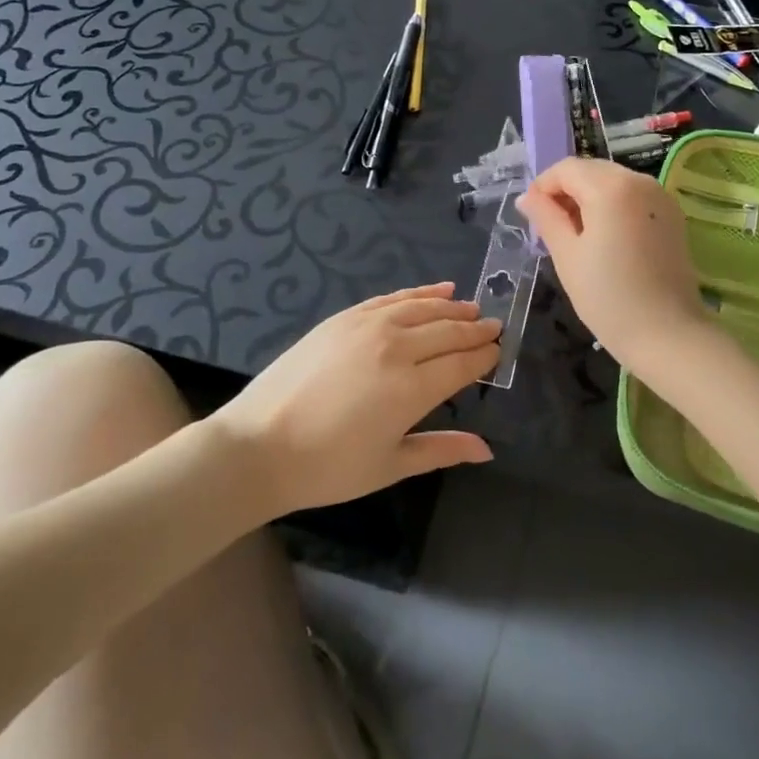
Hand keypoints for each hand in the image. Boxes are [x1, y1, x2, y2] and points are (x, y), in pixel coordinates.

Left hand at [212, 283, 498, 514]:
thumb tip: (487, 449)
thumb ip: (441, 450)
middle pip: (448, 331)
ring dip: (453, 308)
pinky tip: (437, 291)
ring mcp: (369, 326)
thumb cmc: (327, 467)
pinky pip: (393, 298)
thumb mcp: (390, 465)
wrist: (259, 445)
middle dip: (476, 329)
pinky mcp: (346, 317)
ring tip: (472, 308)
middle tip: (495, 326)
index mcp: (412, 389)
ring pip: (424, 308)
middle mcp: (397, 348)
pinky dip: (419, 293)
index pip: (462, 363)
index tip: (500, 349)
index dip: (485, 356)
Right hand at [515, 158, 710, 367]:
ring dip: (590, 197)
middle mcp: (638, 180)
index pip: (566, 169)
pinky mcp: (672, 214)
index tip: (533, 216)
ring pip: (613, 181)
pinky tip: (607, 238)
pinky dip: (614, 206)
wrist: (667, 334)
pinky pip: (633, 196)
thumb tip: (527, 197)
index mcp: (610, 186)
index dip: (543, 186)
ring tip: (578, 235)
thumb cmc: (608, 297)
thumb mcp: (567, 255)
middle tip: (552, 227)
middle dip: (567, 191)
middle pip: (591, 170)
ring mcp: (660, 196)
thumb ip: (546, 218)